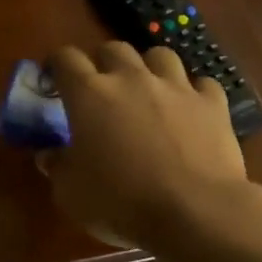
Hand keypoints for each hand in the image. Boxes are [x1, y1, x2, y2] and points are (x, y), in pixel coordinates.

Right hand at [37, 43, 257, 248]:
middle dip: (103, 63)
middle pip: (114, 49)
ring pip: (160, 55)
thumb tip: (48, 154)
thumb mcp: (71, 193)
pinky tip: (190, 110)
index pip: (66, 58)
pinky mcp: (213, 104)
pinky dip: (193, 93)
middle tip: (101, 89)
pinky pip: (202, 84)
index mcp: (90, 95)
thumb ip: (57, 167)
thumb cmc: (121, 203)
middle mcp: (132, 79)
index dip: (56, 64)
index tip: (54, 80)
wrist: (195, 212)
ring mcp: (176, 87)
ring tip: (148, 90)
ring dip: (149, 68)